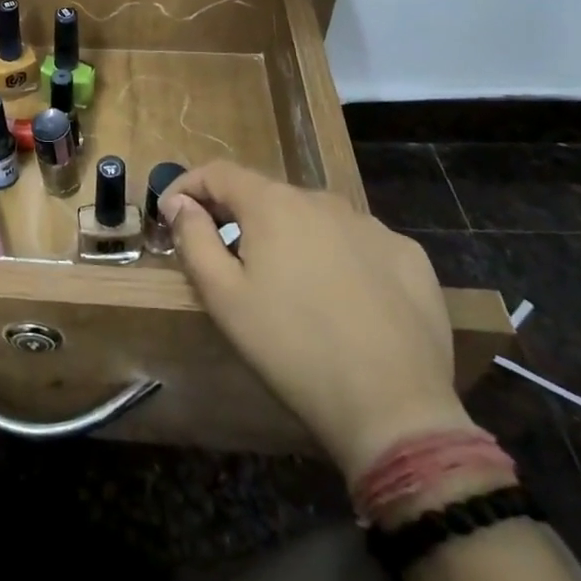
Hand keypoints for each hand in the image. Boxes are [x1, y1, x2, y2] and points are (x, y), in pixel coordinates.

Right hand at [162, 162, 474, 480]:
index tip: (171, 214)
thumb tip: (179, 202)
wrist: (394, 407)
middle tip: (224, 257)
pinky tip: (340, 298)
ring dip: (289, 236)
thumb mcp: (223, 297)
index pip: (219, 173)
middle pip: (267, 195)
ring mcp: (372, 226)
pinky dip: (336, 257)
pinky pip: (357, 243)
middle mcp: (323, 200)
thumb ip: (193, 239)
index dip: (188, 186)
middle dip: (238, 217)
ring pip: (314, 219)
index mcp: (273, 204)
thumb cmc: (291, 348)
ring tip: (285, 283)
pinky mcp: (409, 256)